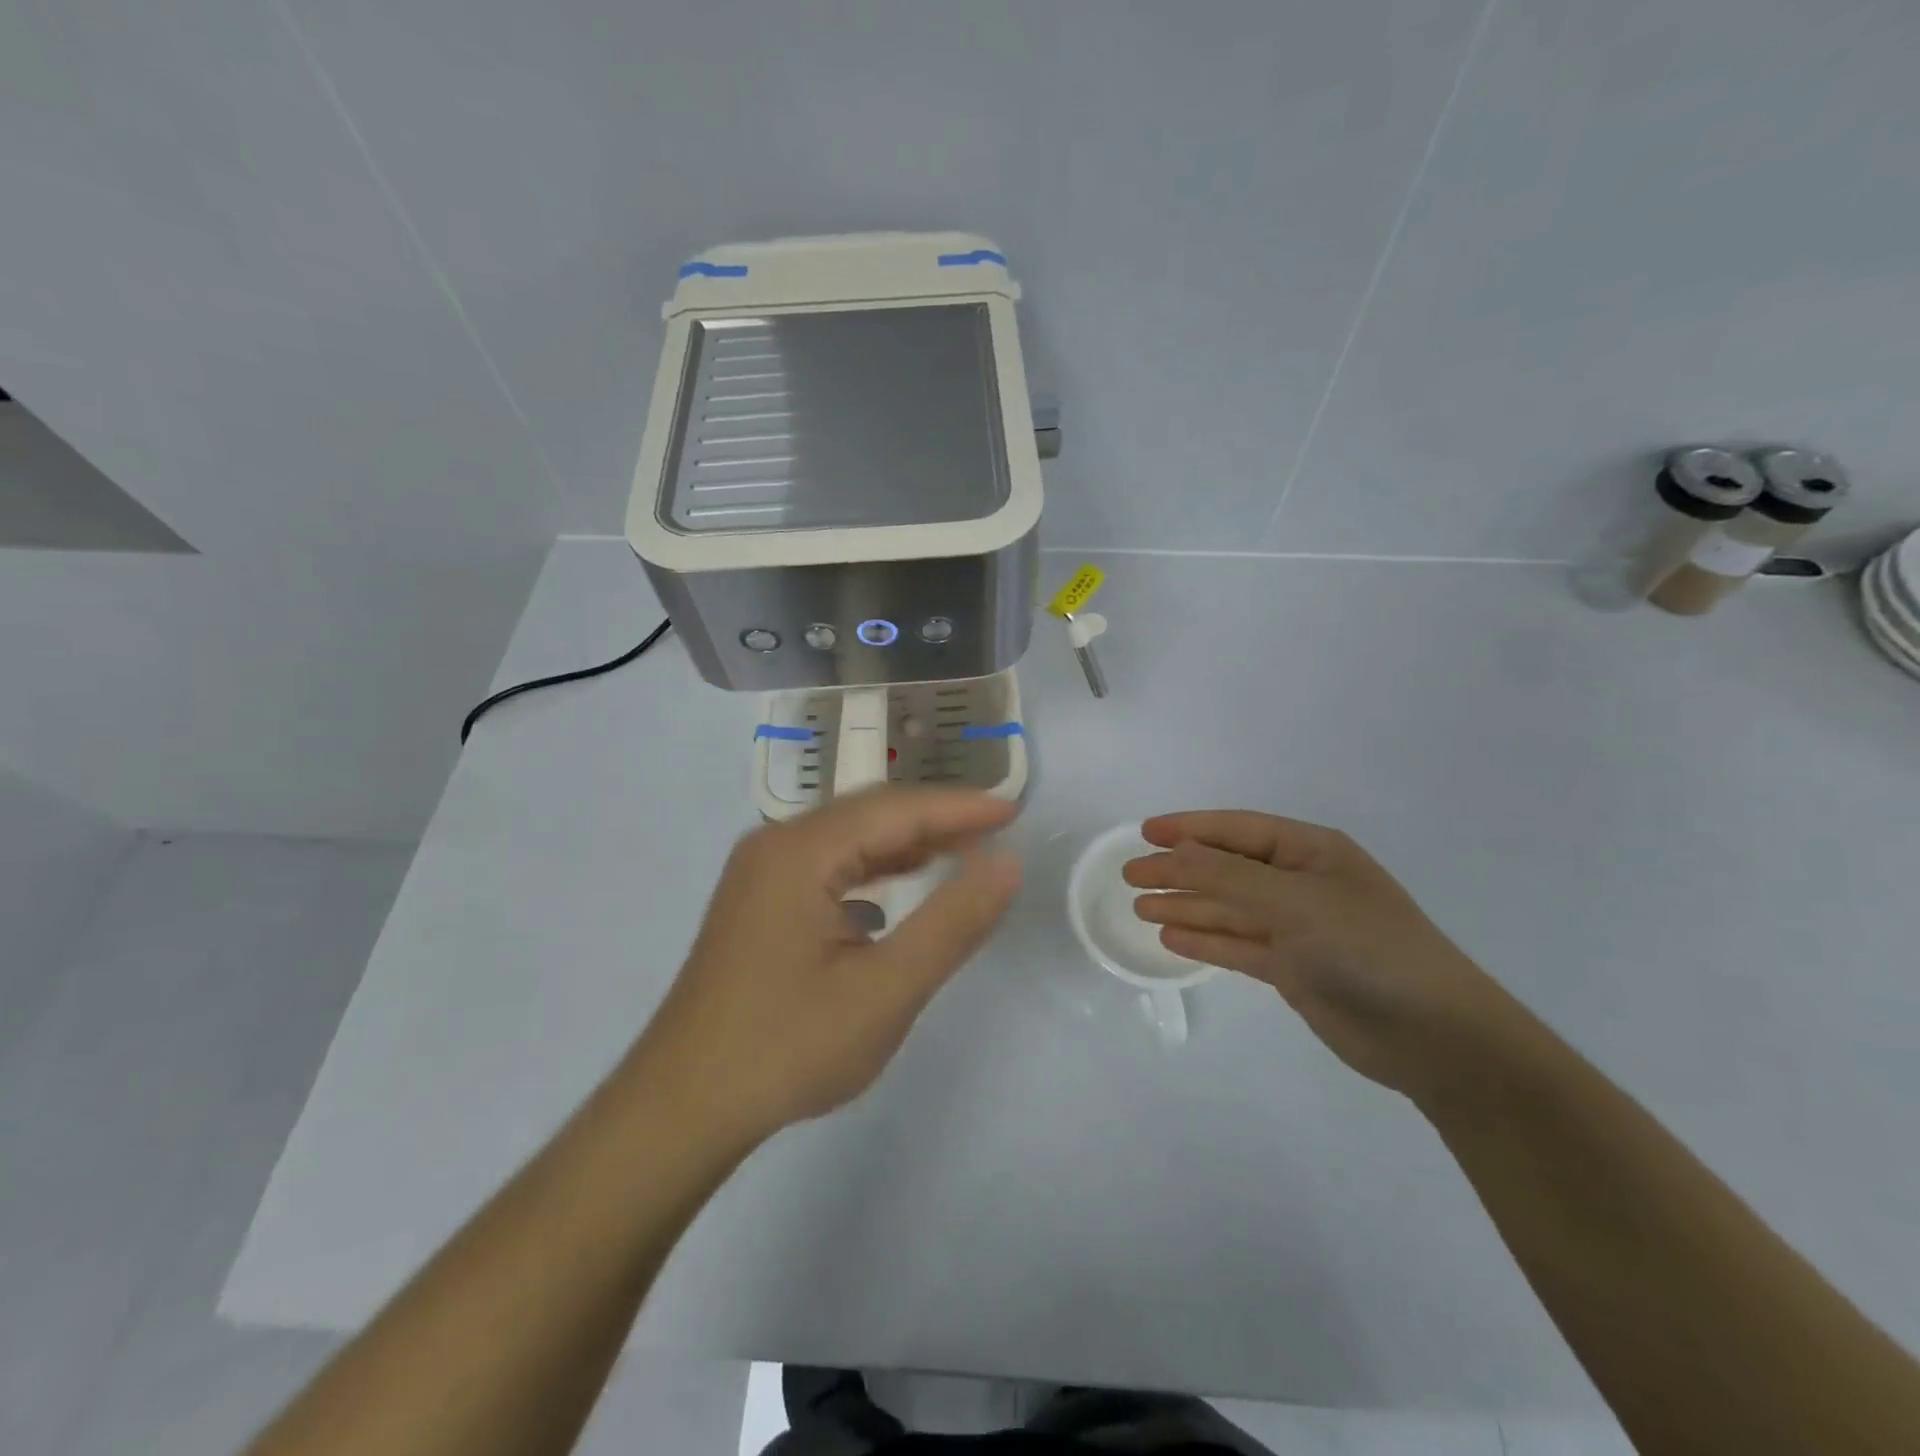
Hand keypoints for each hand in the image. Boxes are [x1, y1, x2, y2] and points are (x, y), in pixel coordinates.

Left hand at [635, 787, 1020, 1140]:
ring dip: (906, 842)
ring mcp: (761, 872)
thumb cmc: (786, 1048)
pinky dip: (875, 868)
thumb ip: (952, 923)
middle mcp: (776, 844)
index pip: (895, 809)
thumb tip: (1007, 863)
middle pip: (870, 814)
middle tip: (997, 830)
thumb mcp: (885, 991)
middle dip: (936, 819)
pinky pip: (829, 864)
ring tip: (964, 851)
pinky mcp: (759, 900)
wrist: (683, 1107)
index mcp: (799, 851)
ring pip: (849, 838)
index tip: (1014, 812)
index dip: (959, 808)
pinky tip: (902, 886)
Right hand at [1124, 811, 1525, 1096]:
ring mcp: (1298, 928)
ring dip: (1186, 906)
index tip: (1144, 833)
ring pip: (1229, 909)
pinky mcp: (1294, 969)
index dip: (1189, 828)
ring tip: (1141, 909)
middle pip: (1227, 869)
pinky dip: (1206, 940)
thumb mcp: (1293, 901)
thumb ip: (1226, 876)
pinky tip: (1172, 938)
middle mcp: (1302, 884)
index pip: (1238, 829)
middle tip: (1131, 876)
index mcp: (1312, 852)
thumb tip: (1172, 854)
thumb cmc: (1366, 947)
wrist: (1433, 1036)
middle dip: (1179, 870)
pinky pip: (1239, 946)